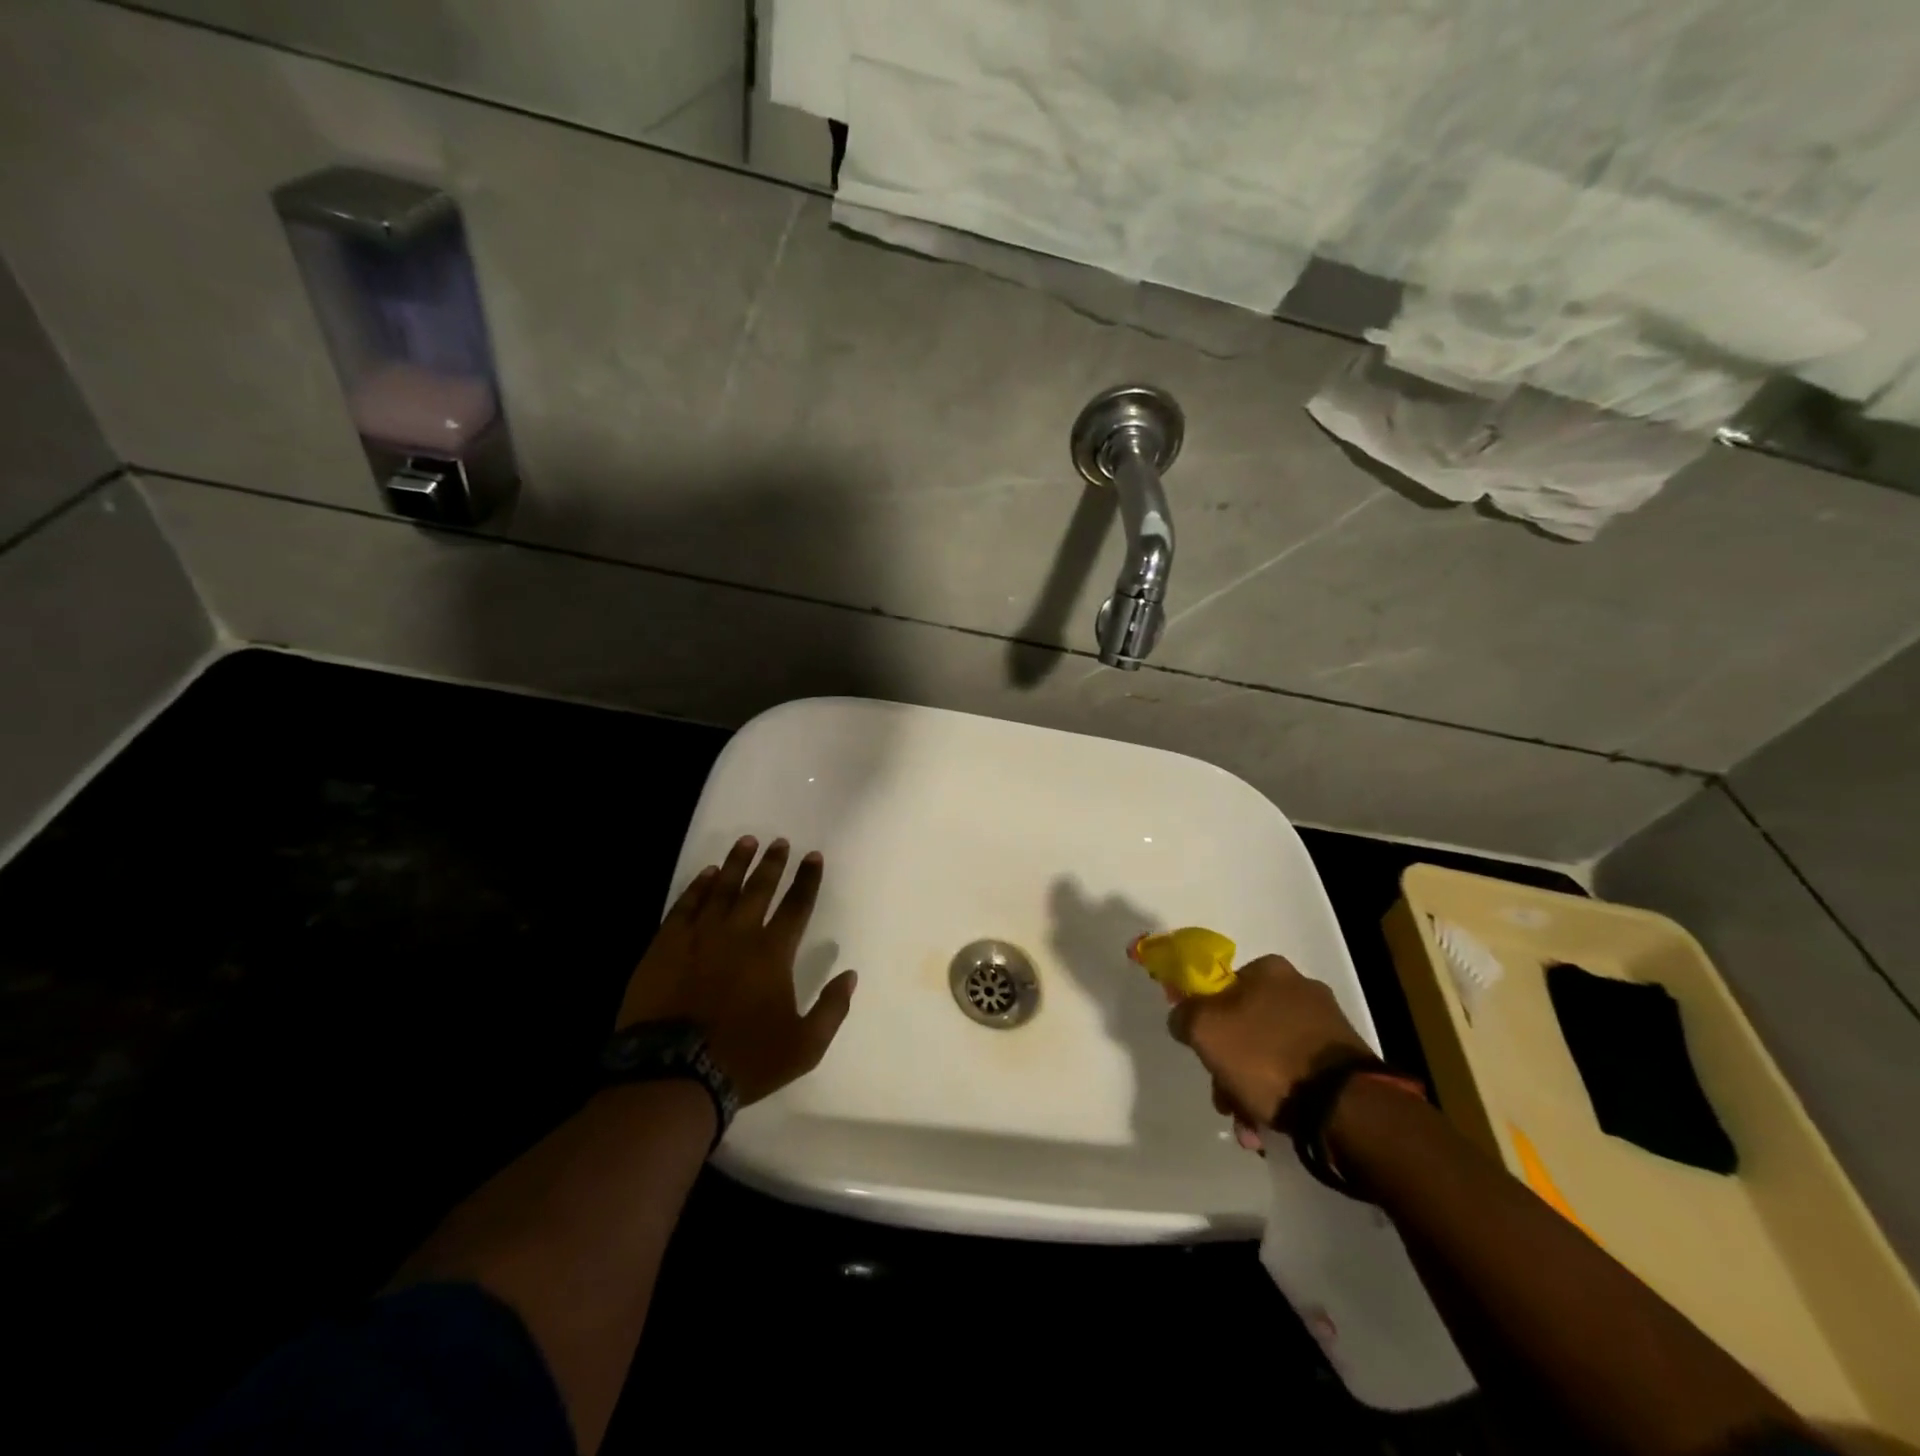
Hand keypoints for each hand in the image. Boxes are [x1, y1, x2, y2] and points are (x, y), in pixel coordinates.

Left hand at [616, 835, 856, 1106]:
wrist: (672, 1073)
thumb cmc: (744, 1060)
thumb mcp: (804, 1046)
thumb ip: (831, 1009)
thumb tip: (850, 975)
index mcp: (773, 953)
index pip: (797, 906)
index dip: (807, 880)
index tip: (813, 856)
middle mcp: (739, 934)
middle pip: (759, 888)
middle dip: (773, 863)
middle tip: (780, 841)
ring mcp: (699, 936)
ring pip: (722, 888)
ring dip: (737, 863)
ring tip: (747, 842)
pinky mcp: (666, 945)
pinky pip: (686, 905)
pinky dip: (699, 886)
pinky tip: (707, 874)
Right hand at [1167, 954, 1370, 1128]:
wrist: (1345, 1108)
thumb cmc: (1266, 1056)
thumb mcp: (1205, 1029)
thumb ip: (1184, 1015)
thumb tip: (1183, 1017)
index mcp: (1269, 970)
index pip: (1222, 988)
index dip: (1206, 1021)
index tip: (1203, 1054)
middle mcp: (1301, 989)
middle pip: (1245, 1027)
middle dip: (1229, 1068)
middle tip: (1224, 1101)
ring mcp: (1327, 1026)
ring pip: (1269, 1055)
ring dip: (1251, 1090)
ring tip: (1249, 1128)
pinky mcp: (1345, 1062)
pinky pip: (1297, 1074)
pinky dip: (1281, 1098)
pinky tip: (1272, 1128)